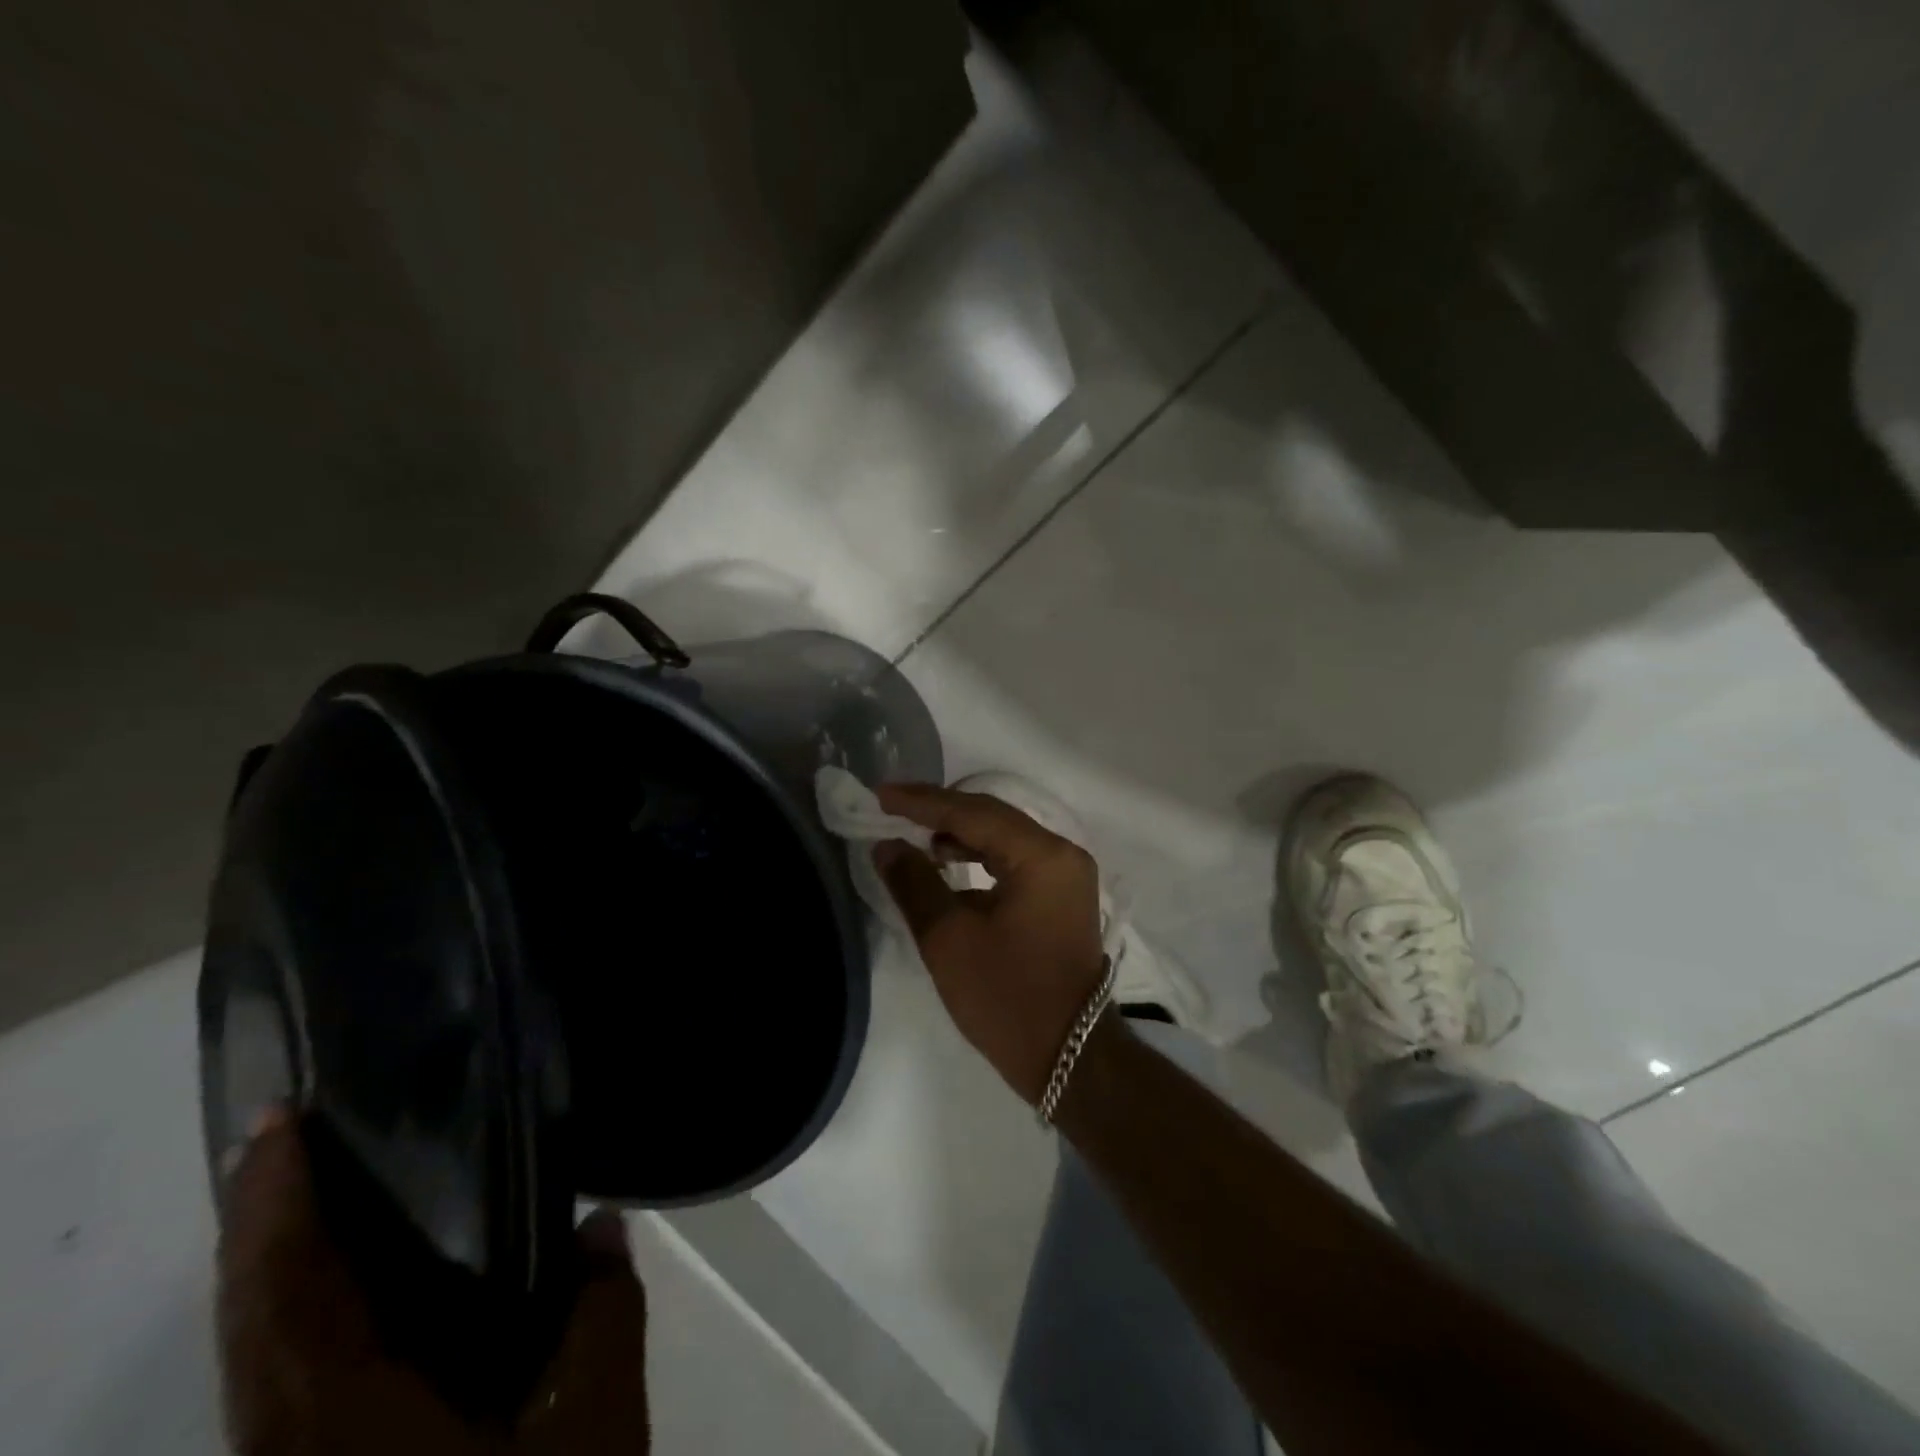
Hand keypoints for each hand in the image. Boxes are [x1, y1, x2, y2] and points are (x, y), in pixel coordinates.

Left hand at [217, 1113, 648, 1454]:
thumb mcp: (589, 1432)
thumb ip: (602, 1315)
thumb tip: (602, 1225)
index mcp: (340, 1420)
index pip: (286, 1291)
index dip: (273, 1204)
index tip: (279, 1124)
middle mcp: (287, 1445)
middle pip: (248, 1320)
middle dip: (257, 1223)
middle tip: (288, 1137)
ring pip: (252, 1356)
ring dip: (269, 1267)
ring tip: (313, 1190)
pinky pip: (276, 1384)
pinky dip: (291, 1315)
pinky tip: (344, 1287)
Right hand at [872, 783, 1108, 1104]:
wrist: (1070, 1058)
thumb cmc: (1007, 999)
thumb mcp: (949, 940)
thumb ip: (914, 883)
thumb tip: (887, 845)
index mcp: (1042, 856)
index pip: (974, 813)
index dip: (923, 802)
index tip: (881, 794)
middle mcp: (1062, 853)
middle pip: (993, 816)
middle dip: (940, 810)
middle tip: (892, 806)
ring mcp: (1066, 874)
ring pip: (1004, 836)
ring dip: (959, 832)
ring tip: (913, 834)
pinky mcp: (1061, 895)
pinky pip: (1015, 859)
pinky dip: (979, 855)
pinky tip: (948, 861)